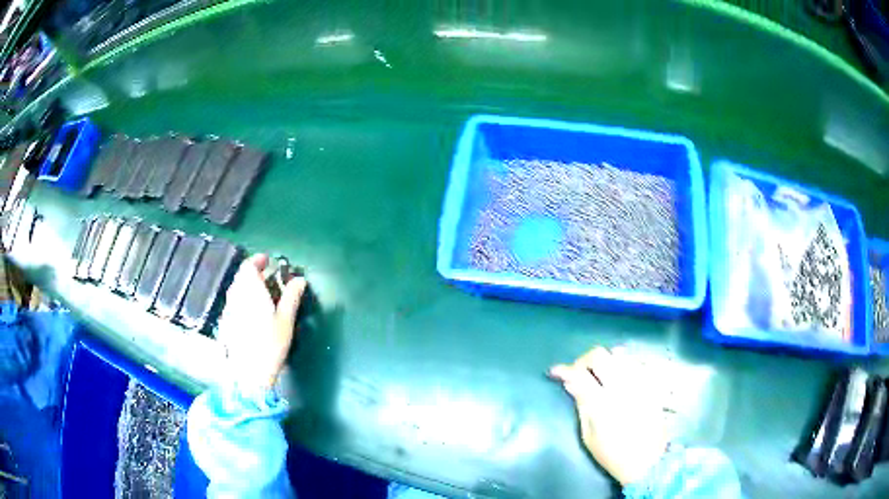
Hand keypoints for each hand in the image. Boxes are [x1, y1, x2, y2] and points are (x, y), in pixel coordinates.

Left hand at [216, 254, 306, 389]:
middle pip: (241, 277)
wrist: (248, 373)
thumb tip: (300, 280)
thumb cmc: (270, 344)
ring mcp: (228, 310)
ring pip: (236, 290)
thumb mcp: (286, 320)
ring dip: (248, 287)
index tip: (269, 261)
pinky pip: (234, 303)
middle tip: (270, 279)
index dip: (258, 260)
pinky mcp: (225, 324)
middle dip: (254, 273)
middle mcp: (235, 296)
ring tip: (263, 297)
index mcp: (249, 290)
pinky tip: (253, 315)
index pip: (249, 266)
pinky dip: (243, 301)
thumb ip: (291, 297)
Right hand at [549, 346, 667, 485]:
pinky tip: (618, 376)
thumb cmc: (612, 454)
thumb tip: (570, 383)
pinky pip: (635, 362)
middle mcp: (623, 386)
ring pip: (619, 354)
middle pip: (600, 355)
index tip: (555, 372)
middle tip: (578, 373)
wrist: (648, 460)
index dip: (564, 370)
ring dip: (604, 361)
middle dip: (583, 360)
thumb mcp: (588, 436)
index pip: (580, 375)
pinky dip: (622, 363)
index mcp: (603, 403)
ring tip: (599, 375)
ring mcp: (640, 382)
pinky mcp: (651, 384)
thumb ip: (581, 406)